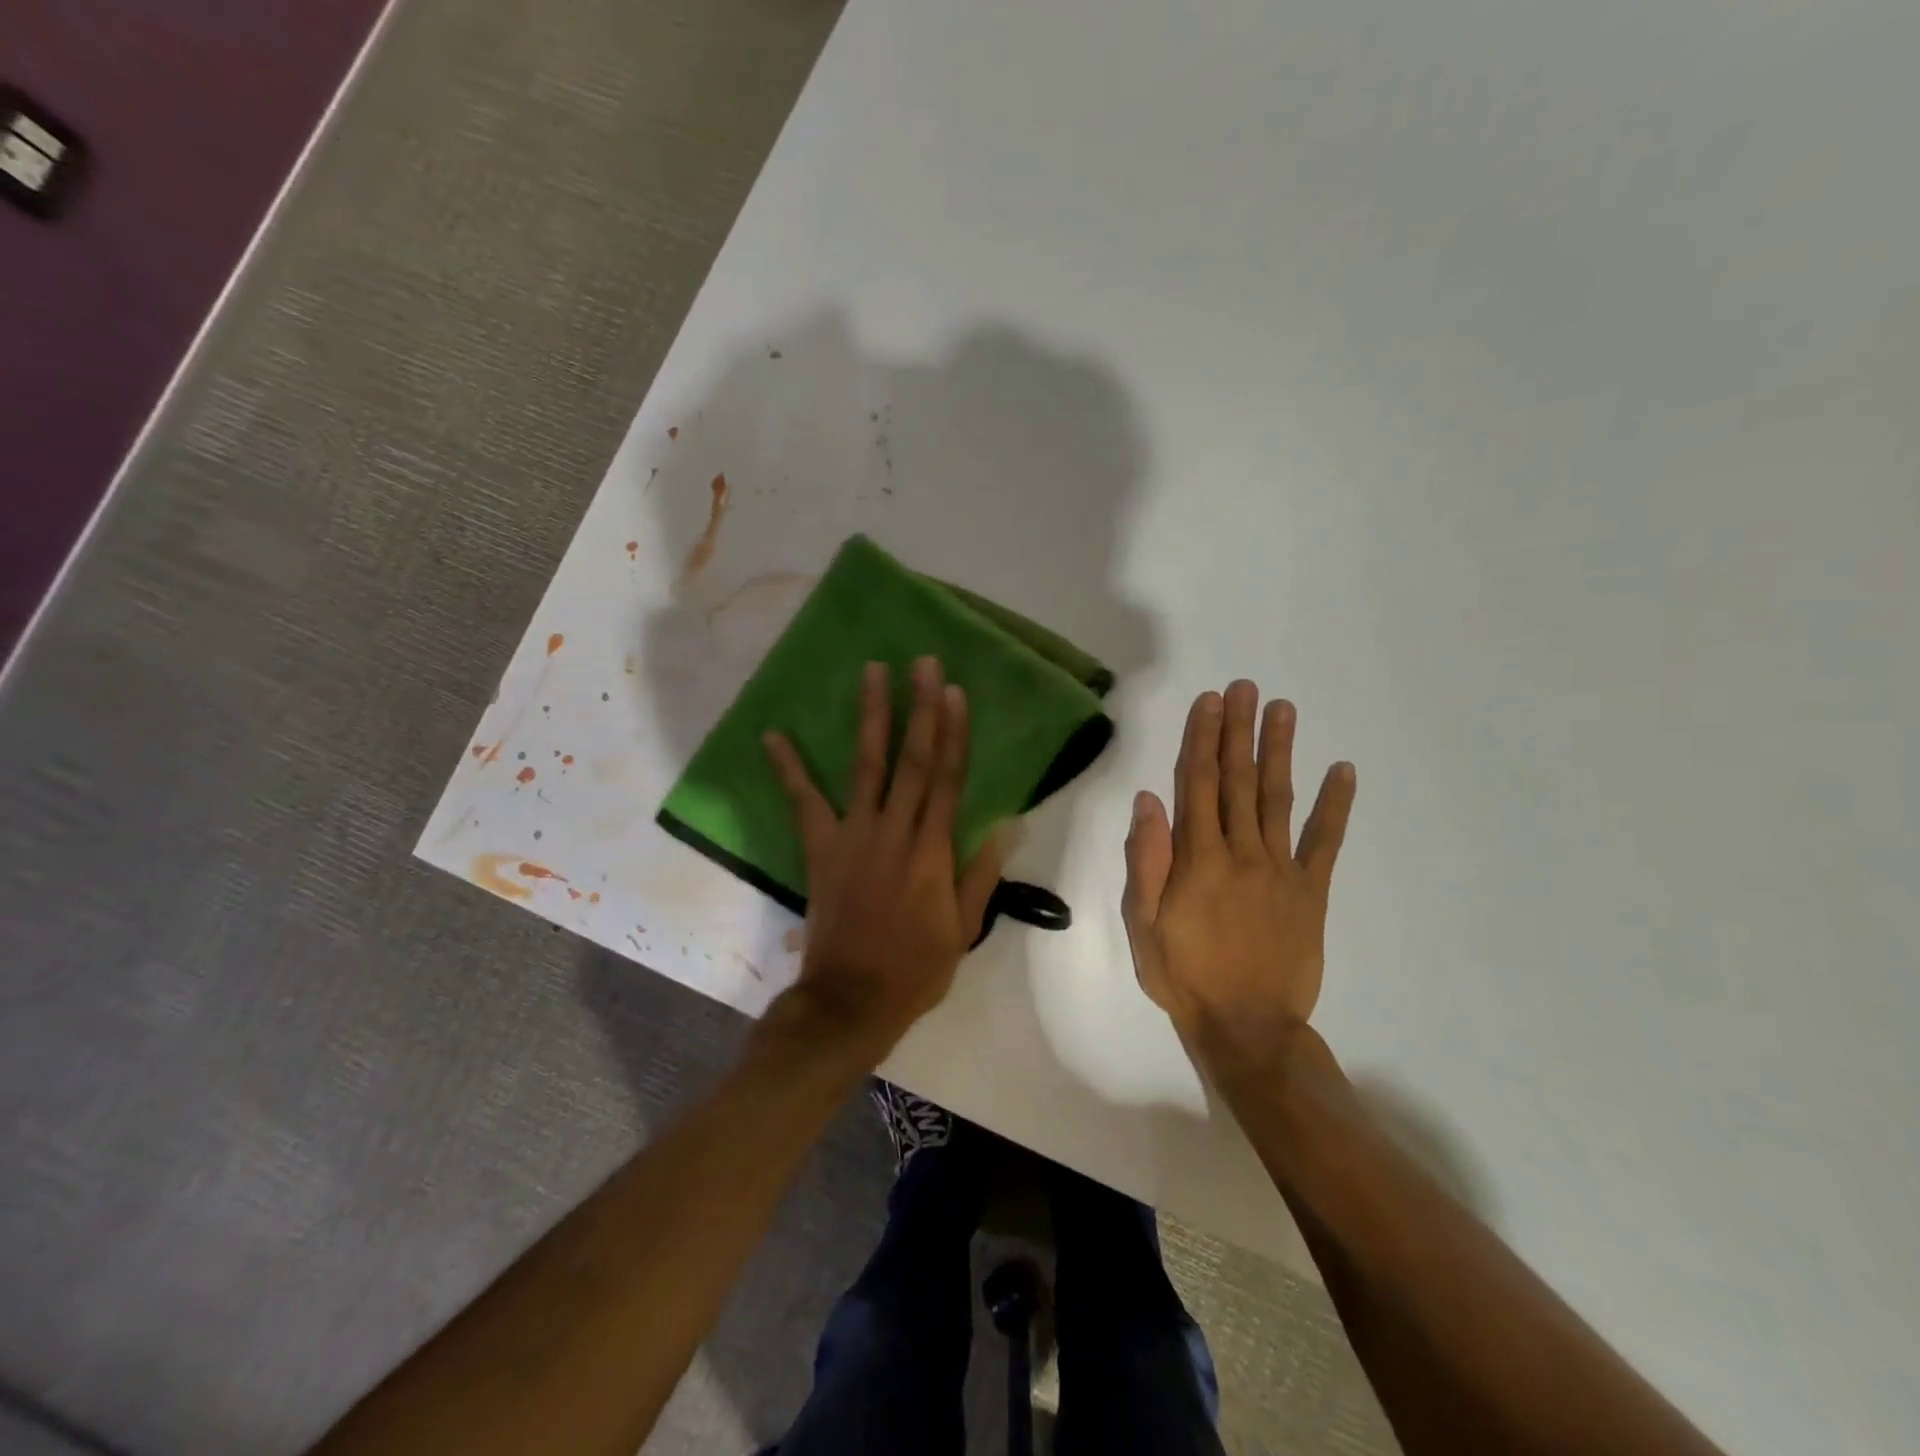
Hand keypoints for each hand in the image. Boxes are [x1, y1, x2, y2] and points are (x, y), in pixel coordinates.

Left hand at [763, 657, 1005, 1059]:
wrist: (851, 999)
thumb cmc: (916, 967)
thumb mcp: (964, 928)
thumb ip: (982, 873)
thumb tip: (1009, 824)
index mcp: (932, 851)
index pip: (947, 779)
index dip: (953, 733)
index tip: (956, 692)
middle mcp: (893, 832)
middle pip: (911, 760)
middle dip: (920, 708)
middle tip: (923, 663)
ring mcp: (852, 836)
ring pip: (866, 767)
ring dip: (871, 717)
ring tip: (873, 672)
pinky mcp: (821, 849)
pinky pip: (804, 803)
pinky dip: (789, 768)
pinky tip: (773, 735)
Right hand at [1122, 681, 1355, 1077]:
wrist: (1248, 1026)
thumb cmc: (1184, 975)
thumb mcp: (1143, 924)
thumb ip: (1147, 861)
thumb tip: (1149, 801)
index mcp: (1198, 859)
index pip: (1197, 785)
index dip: (1202, 739)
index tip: (1209, 702)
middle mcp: (1241, 852)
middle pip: (1237, 780)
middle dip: (1239, 731)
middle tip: (1245, 687)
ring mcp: (1281, 869)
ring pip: (1277, 798)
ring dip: (1279, 751)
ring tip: (1283, 710)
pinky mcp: (1311, 891)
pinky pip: (1325, 842)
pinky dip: (1336, 806)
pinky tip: (1344, 771)